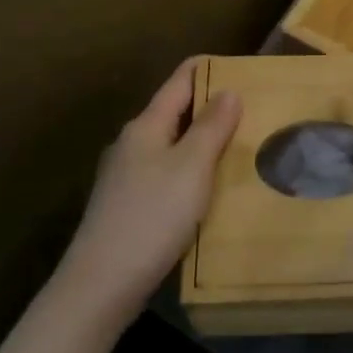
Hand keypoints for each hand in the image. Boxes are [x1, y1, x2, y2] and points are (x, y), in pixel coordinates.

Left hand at [51, 58, 240, 336]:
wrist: (101, 284)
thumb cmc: (152, 216)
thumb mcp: (192, 167)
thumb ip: (211, 127)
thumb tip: (228, 90)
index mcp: (146, 126)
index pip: (179, 82)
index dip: (209, 70)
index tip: (242, 68)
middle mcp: (131, 143)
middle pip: (174, 112)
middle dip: (210, 108)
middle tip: (251, 112)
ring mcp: (125, 176)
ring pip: (170, 146)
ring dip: (200, 142)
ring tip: (236, 149)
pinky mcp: (126, 205)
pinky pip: (164, 174)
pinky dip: (189, 171)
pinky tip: (206, 190)